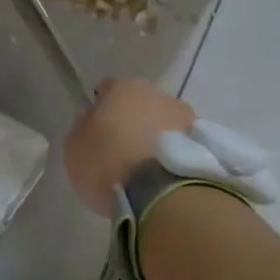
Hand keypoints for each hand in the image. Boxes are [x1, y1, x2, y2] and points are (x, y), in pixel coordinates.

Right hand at [64, 77, 195, 215]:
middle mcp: (159, 93)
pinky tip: (164, 176)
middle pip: (140, 105)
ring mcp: (187, 117)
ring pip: (165, 123)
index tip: (96, 132)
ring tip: (148, 169)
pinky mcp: (205, 143)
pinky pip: (181, 145)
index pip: (107, 90)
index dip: (100, 110)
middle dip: (132, 122)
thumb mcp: (75, 148)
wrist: (161, 193)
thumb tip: (92, 119)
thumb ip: (82, 128)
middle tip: (122, 152)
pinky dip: (174, 155)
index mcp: (124, 87)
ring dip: (157, 138)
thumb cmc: (108, 164)